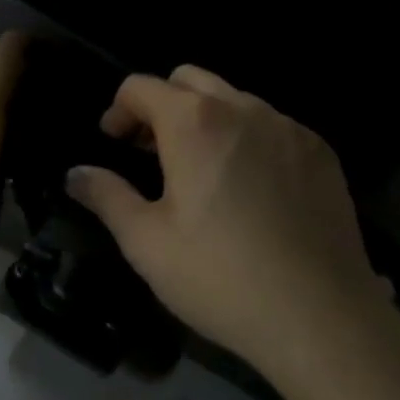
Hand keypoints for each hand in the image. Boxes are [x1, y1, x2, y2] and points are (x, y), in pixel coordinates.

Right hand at [65, 66, 390, 375]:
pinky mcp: (320, 152)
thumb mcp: (146, 242)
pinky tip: (250, 188)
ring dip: (206, 119)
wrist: (324, 320)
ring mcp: (288, 127)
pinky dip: (247, 138)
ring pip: (233, 99)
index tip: (114, 143)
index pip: (141, 87)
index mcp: (193, 122)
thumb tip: (75, 174)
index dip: (118, 110)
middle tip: (152, 151)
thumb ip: (105, 196)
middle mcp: (242, 108)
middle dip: (162, 104)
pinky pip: (271, 125)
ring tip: (201, 169)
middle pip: (188, 80)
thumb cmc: (221, 278)